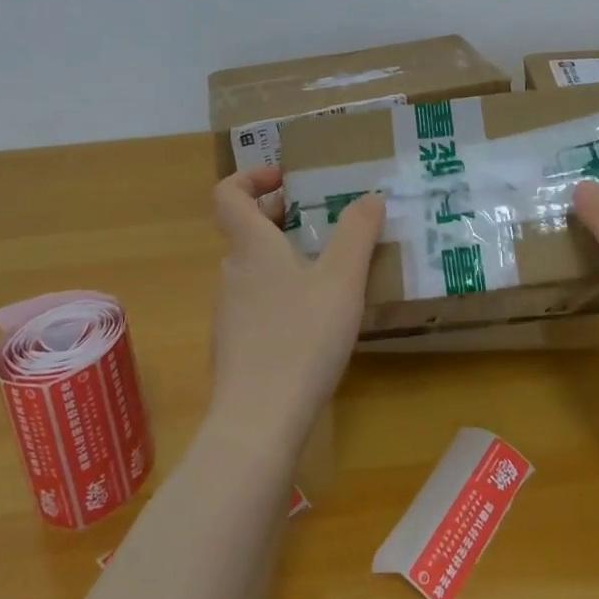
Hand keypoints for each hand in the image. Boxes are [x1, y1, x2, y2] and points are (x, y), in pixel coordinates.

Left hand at [209, 166, 385, 454]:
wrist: (258, 421)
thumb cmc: (301, 337)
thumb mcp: (342, 279)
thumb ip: (357, 233)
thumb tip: (370, 196)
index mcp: (251, 246)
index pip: (228, 194)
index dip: (251, 177)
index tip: (286, 180)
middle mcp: (232, 273)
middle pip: (243, 230)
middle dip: (277, 216)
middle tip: (317, 220)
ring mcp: (229, 313)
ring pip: (252, 268)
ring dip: (282, 256)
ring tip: (326, 270)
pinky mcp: (235, 346)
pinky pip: (256, 302)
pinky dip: (280, 293)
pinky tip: (314, 319)